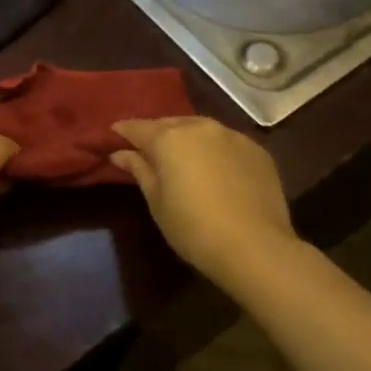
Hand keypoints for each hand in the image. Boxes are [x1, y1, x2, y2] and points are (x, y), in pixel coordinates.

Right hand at [110, 117, 297, 290]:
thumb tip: (121, 153)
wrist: (255, 247)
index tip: (113, 136)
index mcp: (169, 138)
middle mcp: (200, 127)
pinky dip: (213, 150)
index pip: (138, 127)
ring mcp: (233, 136)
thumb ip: (139, 169)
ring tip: (180, 156)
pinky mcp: (257, 151)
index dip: (123, 131)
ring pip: (200, 129)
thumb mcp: (156, 201)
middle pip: (170, 124)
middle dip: (156, 133)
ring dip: (186, 138)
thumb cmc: (192, 227)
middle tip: (146, 150)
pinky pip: (226, 142)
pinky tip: (213, 168)